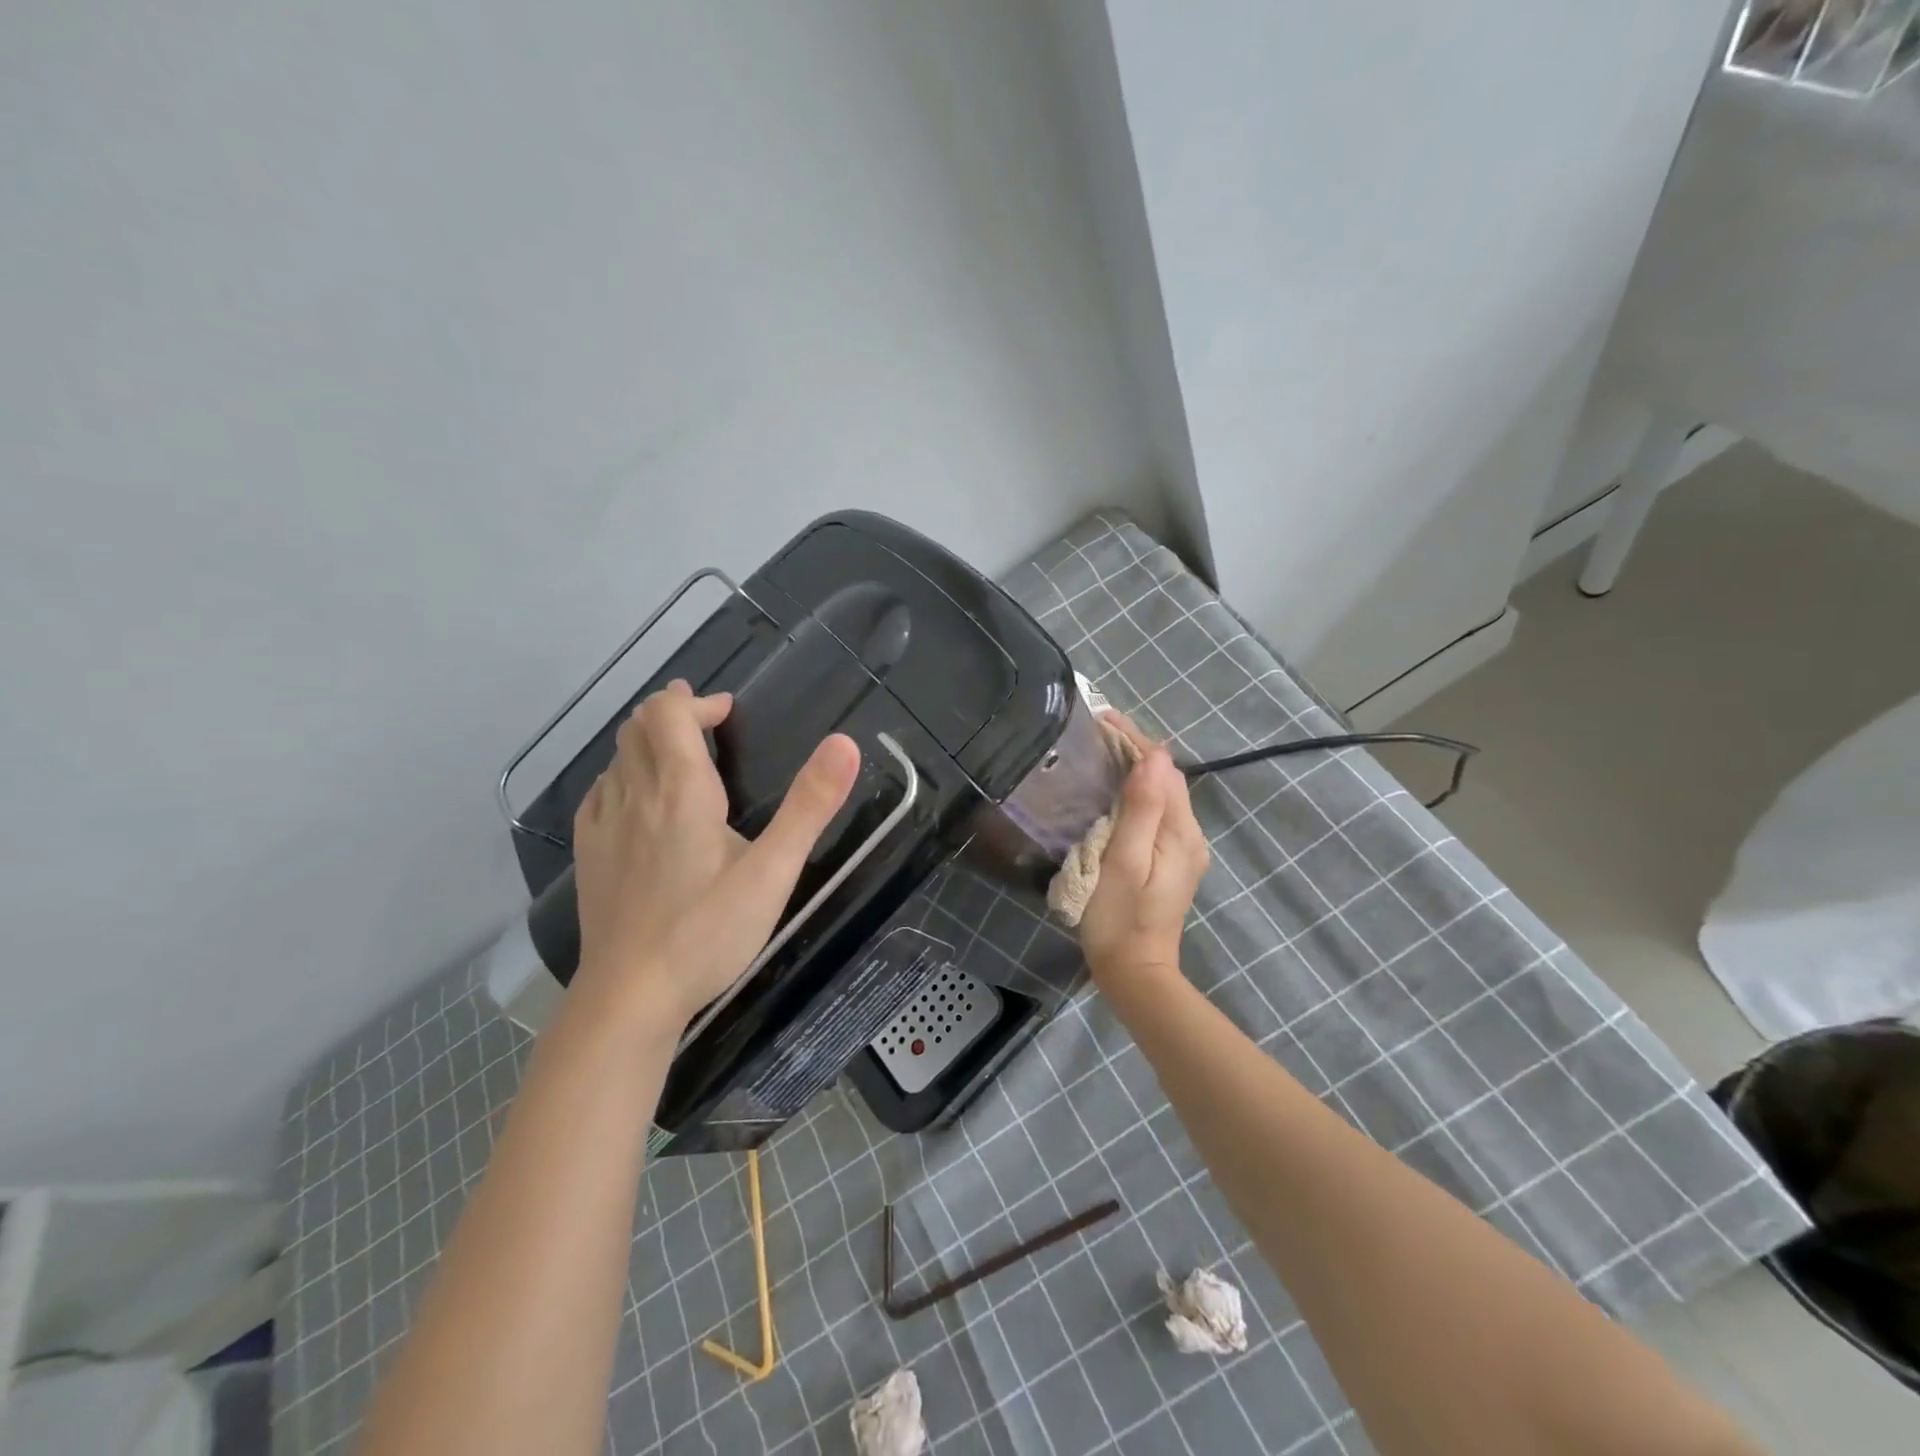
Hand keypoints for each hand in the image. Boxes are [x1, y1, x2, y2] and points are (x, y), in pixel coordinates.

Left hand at [570, 681, 860, 1035]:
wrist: (631, 995)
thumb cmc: (708, 931)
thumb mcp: (773, 871)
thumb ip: (809, 806)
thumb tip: (845, 743)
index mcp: (681, 791)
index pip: (669, 714)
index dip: (696, 702)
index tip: (727, 712)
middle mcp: (635, 795)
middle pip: (639, 727)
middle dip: (672, 712)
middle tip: (706, 722)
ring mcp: (604, 825)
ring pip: (617, 757)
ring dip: (648, 741)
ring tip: (679, 754)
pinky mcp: (587, 854)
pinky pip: (601, 791)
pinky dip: (623, 774)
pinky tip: (639, 799)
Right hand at [1078, 714, 1208, 989]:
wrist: (1134, 973)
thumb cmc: (1120, 918)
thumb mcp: (1125, 861)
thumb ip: (1142, 809)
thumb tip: (1154, 757)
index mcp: (1181, 833)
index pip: (1165, 770)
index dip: (1136, 741)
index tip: (1103, 720)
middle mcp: (1190, 836)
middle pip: (1168, 779)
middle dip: (1136, 751)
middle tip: (1096, 733)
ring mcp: (1182, 851)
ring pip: (1163, 795)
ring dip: (1136, 770)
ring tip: (1101, 753)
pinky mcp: (1170, 862)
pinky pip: (1157, 814)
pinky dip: (1137, 794)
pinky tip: (1113, 793)